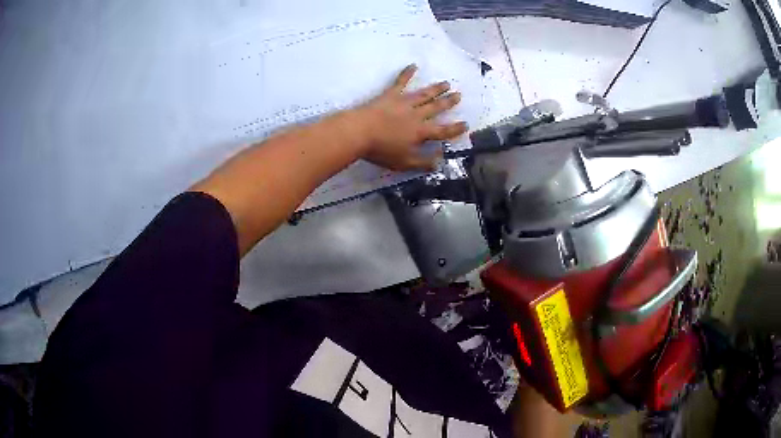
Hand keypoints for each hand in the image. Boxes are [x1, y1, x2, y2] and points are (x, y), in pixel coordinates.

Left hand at [355, 64, 467, 170]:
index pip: (443, 131)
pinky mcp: (390, 95)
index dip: (455, 129)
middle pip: (436, 107)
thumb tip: (440, 162)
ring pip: (424, 94)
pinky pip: (401, 82)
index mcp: (421, 132)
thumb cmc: (381, 150)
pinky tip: (413, 65)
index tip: (466, 124)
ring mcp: (404, 102)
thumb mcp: (404, 163)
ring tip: (446, 83)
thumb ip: (423, 162)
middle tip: (459, 95)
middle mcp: (417, 115)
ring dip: (436, 89)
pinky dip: (407, 73)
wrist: (359, 132)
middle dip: (449, 102)